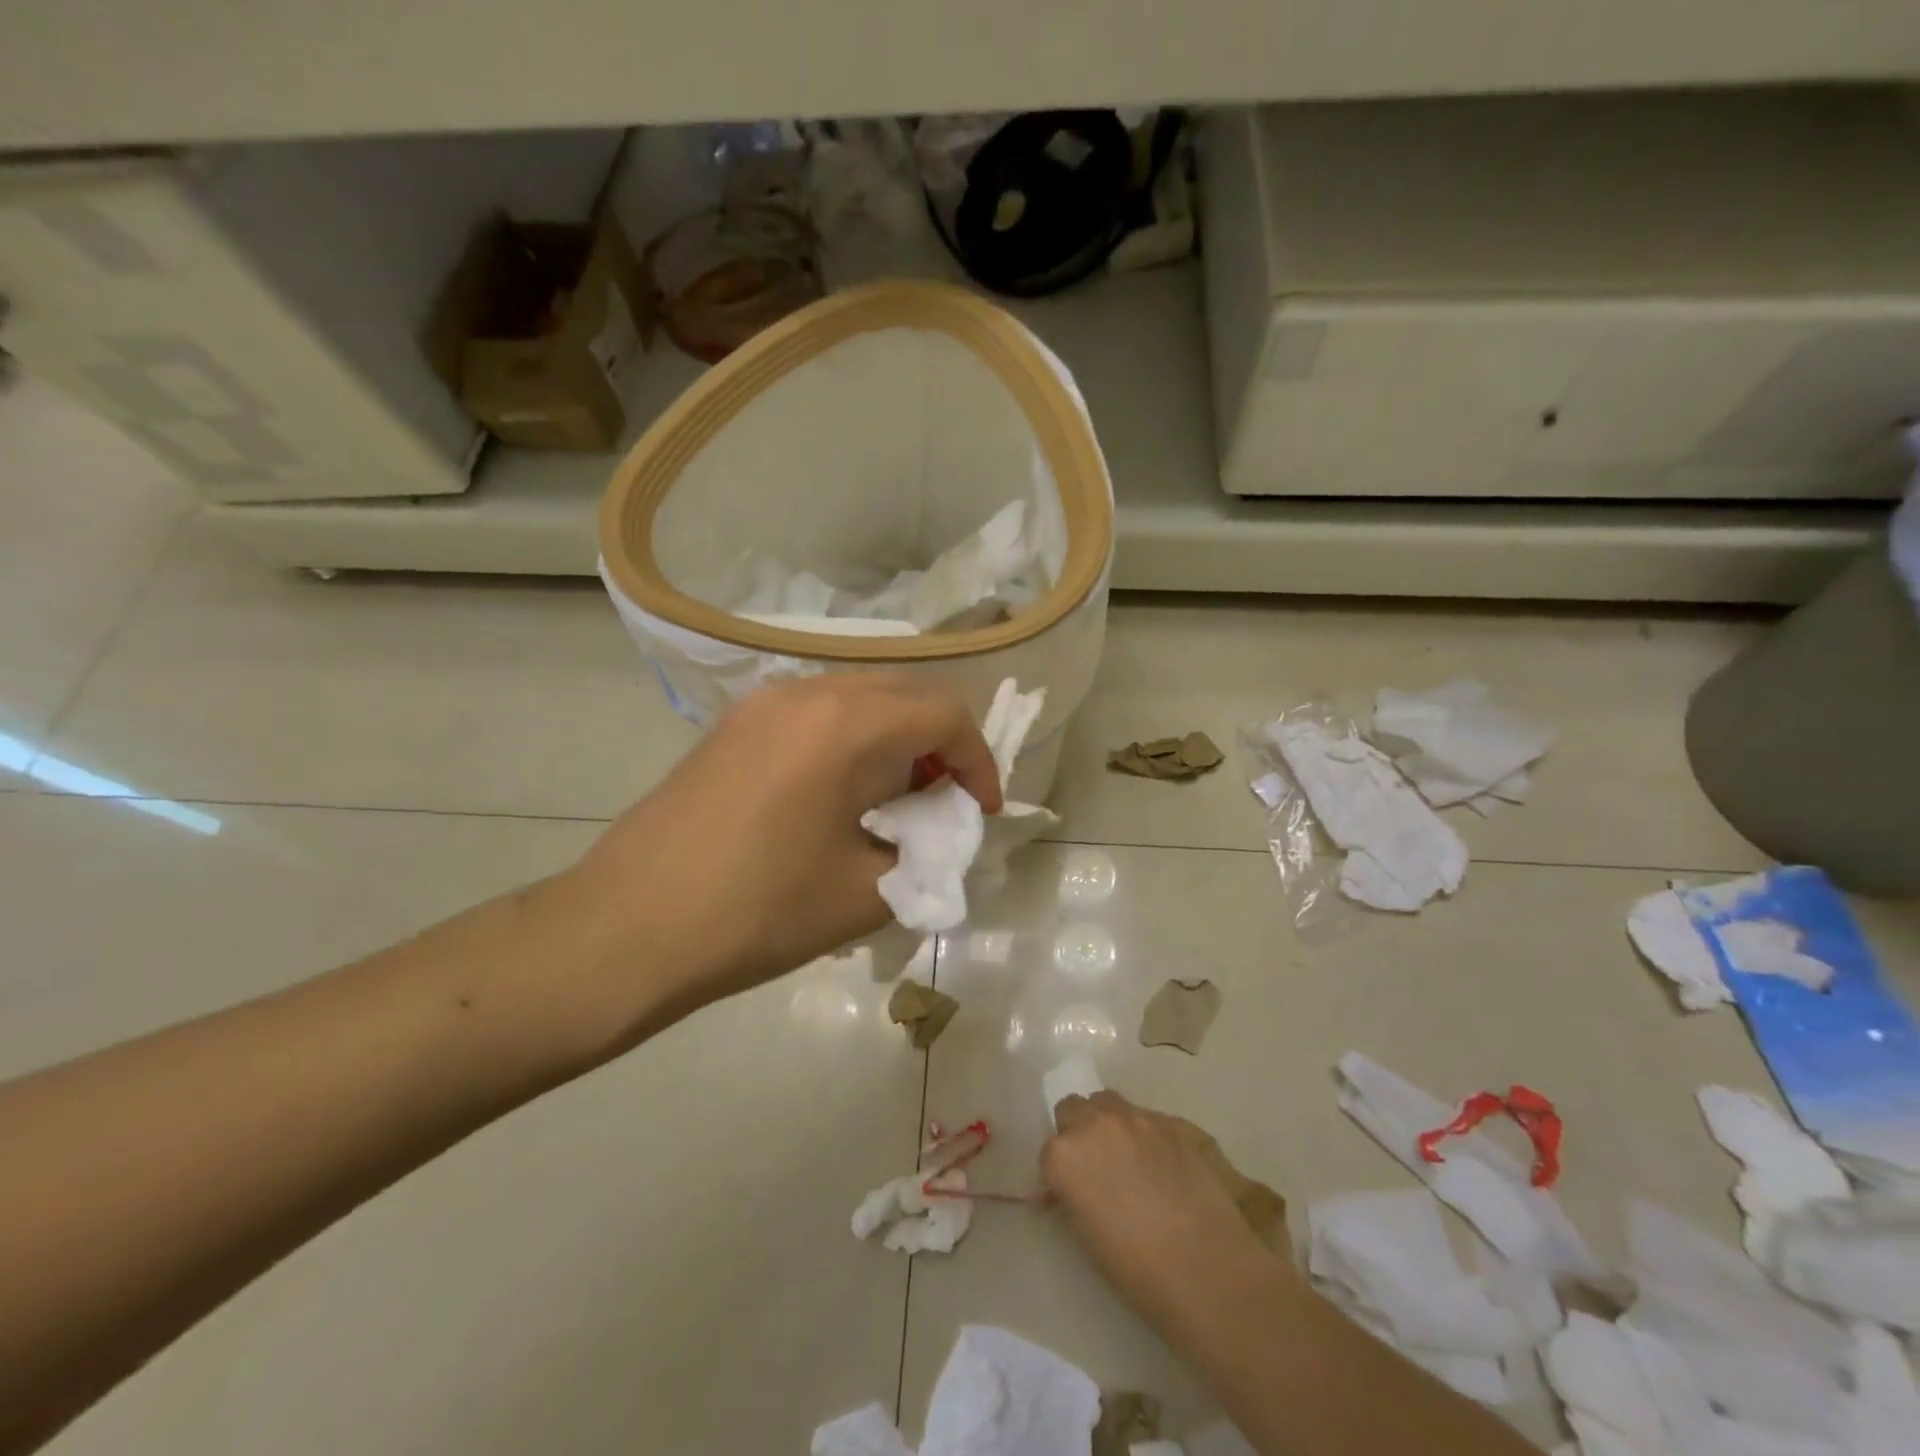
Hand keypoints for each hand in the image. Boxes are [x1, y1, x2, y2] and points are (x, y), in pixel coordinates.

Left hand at [549, 673, 1002, 1052]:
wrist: (627, 928)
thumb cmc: (758, 912)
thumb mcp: (866, 892)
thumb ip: (923, 852)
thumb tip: (933, 835)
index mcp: (847, 725)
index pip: (944, 715)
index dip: (979, 761)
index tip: (981, 811)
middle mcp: (807, 692)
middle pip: (904, 693)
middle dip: (940, 742)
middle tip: (943, 801)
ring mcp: (763, 703)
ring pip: (859, 696)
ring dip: (895, 736)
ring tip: (894, 798)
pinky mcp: (734, 724)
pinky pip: (816, 712)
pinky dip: (850, 738)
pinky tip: (838, 793)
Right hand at [1044, 1092, 1284, 1338]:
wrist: (1206, 1269)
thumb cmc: (1136, 1269)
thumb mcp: (1085, 1237)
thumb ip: (1071, 1197)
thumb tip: (1068, 1189)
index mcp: (1064, 1155)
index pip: (1049, 1149)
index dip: (1061, 1171)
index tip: (1073, 1191)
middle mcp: (1094, 1124)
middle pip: (1074, 1109)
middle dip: (1078, 1132)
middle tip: (1096, 1167)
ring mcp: (1135, 1118)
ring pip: (1108, 1103)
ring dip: (1108, 1123)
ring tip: (1127, 1159)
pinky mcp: (1171, 1123)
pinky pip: (1145, 1118)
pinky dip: (1143, 1134)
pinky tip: (1161, 1167)